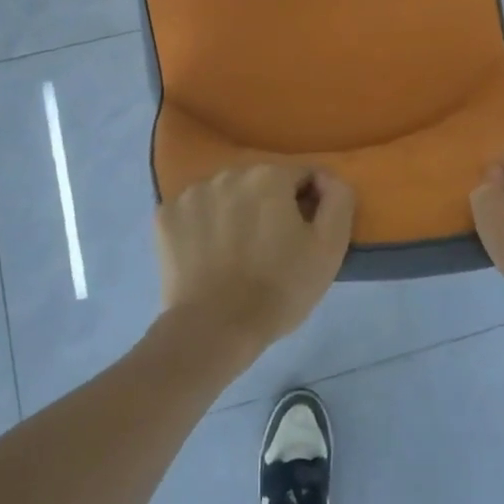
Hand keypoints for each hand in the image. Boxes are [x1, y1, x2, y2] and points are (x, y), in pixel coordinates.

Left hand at [157, 165, 354, 354]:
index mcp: (269, 175)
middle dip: (269, 207)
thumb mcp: (330, 247)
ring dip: (235, 213)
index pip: (301, 177)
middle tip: (271, 249)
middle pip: (261, 184)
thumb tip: (326, 178)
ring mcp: (191, 193)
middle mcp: (228, 173)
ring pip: (226, 195)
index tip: (303, 238)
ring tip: (236, 254)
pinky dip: (202, 227)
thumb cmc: (279, 288)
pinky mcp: (165, 216)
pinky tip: (207, 256)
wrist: (214, 330)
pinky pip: (194, 212)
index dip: (308, 206)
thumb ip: (338, 199)